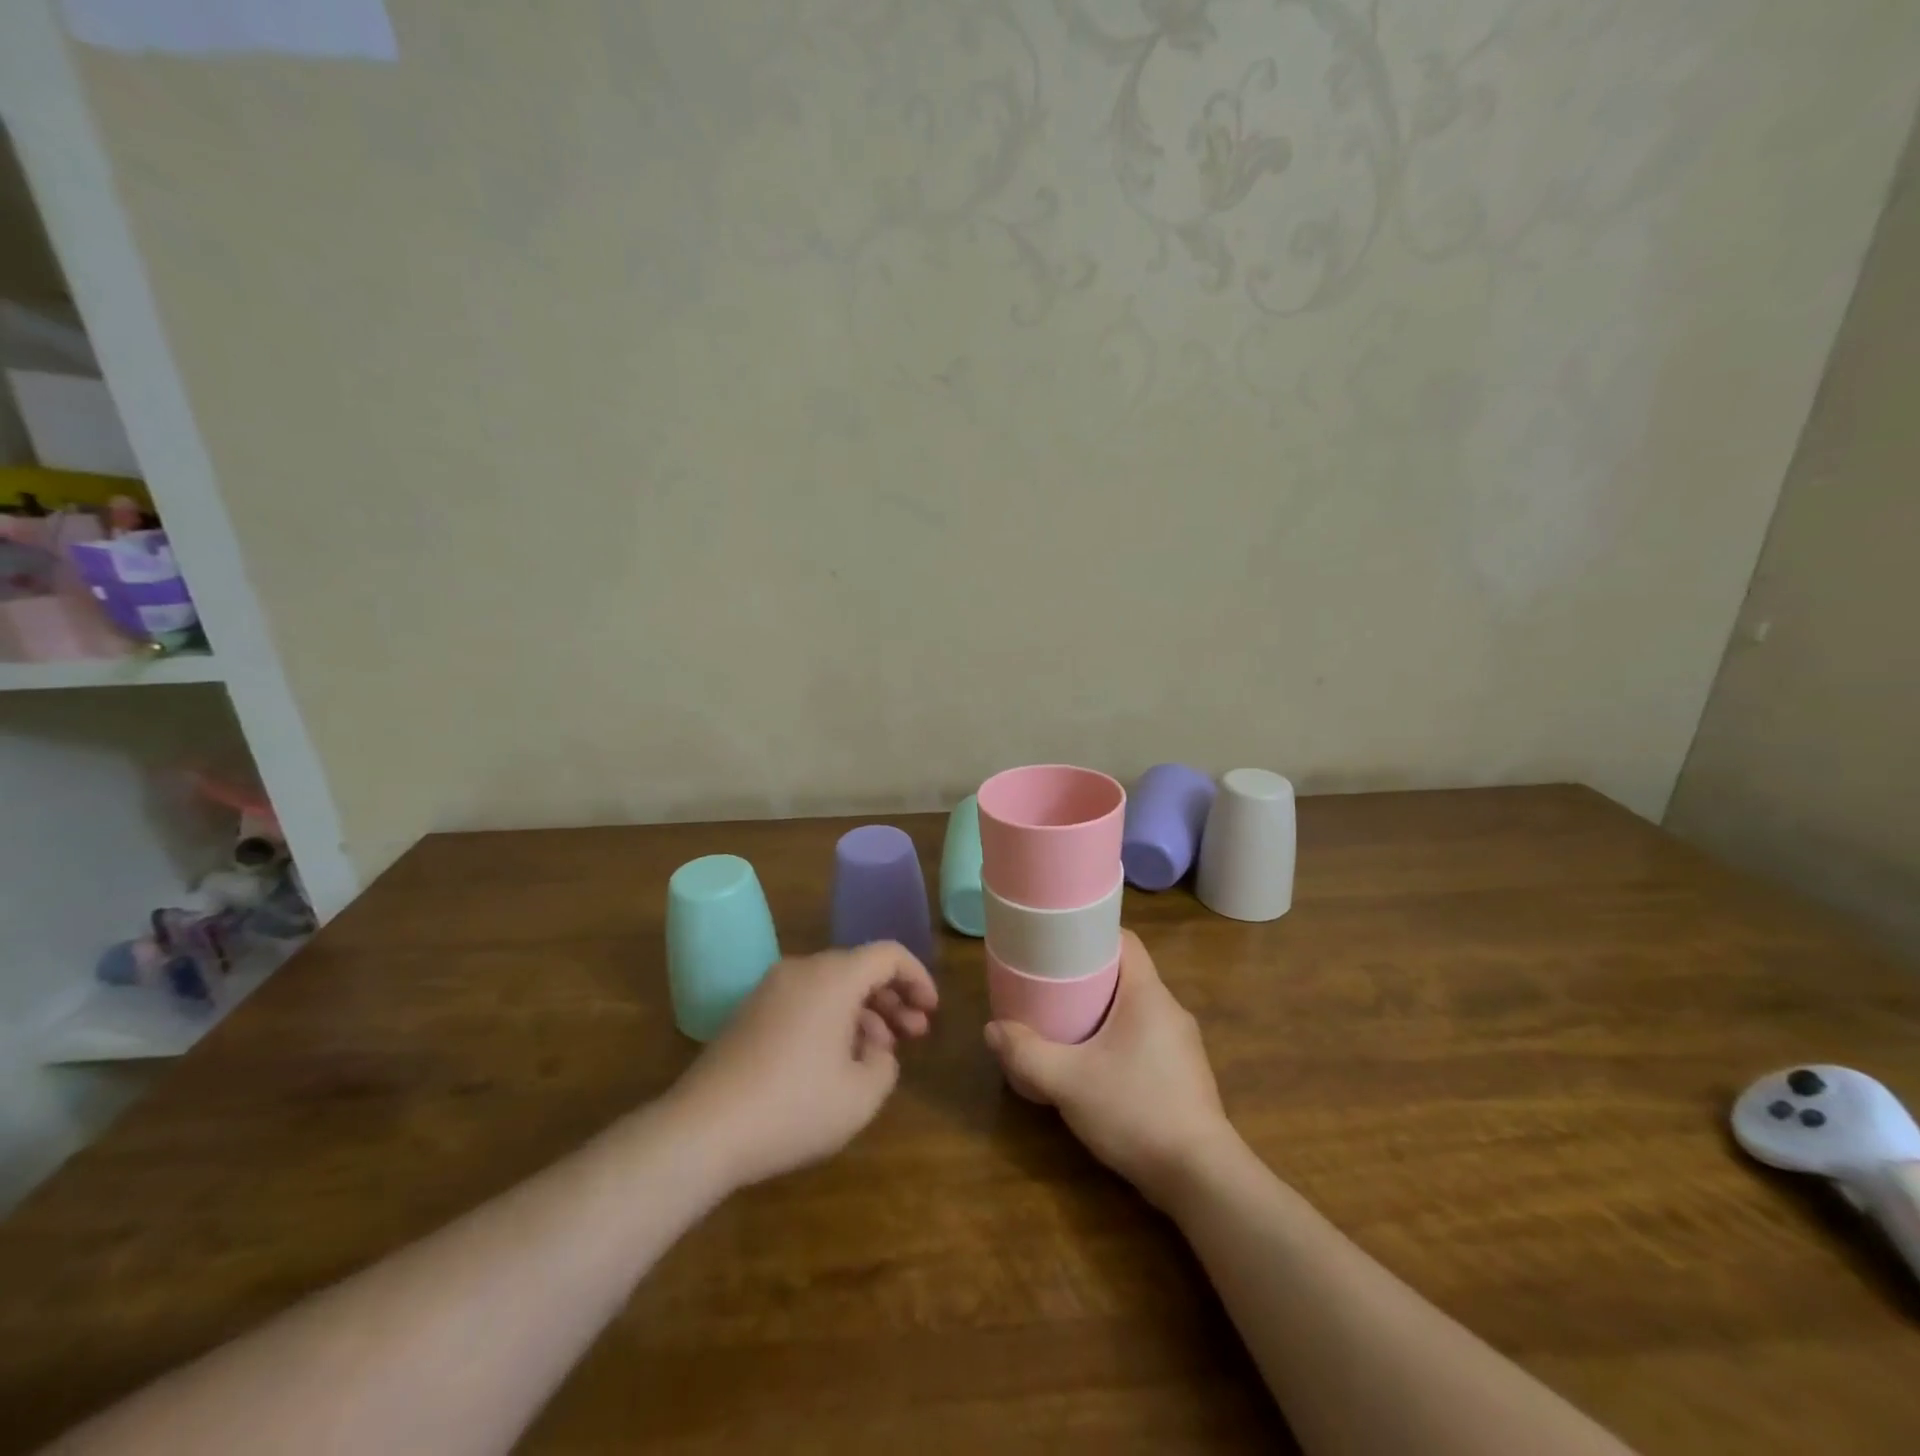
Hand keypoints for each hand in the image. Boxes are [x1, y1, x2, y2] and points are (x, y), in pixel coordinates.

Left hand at [669, 942, 937, 1190]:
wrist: (703, 1129)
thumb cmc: (793, 1107)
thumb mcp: (861, 1095)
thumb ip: (886, 1065)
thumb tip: (876, 1051)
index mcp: (833, 977)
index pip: (888, 955)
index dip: (918, 978)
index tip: (932, 1011)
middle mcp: (802, 970)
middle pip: (860, 968)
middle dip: (893, 999)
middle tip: (915, 1035)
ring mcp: (771, 989)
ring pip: (833, 986)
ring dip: (864, 1012)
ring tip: (879, 1055)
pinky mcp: (751, 1013)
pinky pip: (806, 1001)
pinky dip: (832, 1019)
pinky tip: (837, 1061)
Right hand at [985, 930, 1236, 1207]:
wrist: (1201, 1177)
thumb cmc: (1135, 1111)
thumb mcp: (1068, 1082)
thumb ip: (1027, 1054)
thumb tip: (993, 1030)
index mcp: (1148, 995)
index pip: (1126, 941)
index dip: (1093, 934)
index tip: (1061, 942)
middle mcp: (1170, 1010)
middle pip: (1127, 974)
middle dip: (1090, 975)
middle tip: (1052, 984)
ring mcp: (1182, 1044)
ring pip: (1137, 1009)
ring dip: (1105, 1010)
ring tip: (1068, 1022)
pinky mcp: (1185, 1074)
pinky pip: (1147, 1038)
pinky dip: (1120, 1039)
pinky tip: (1097, 1065)